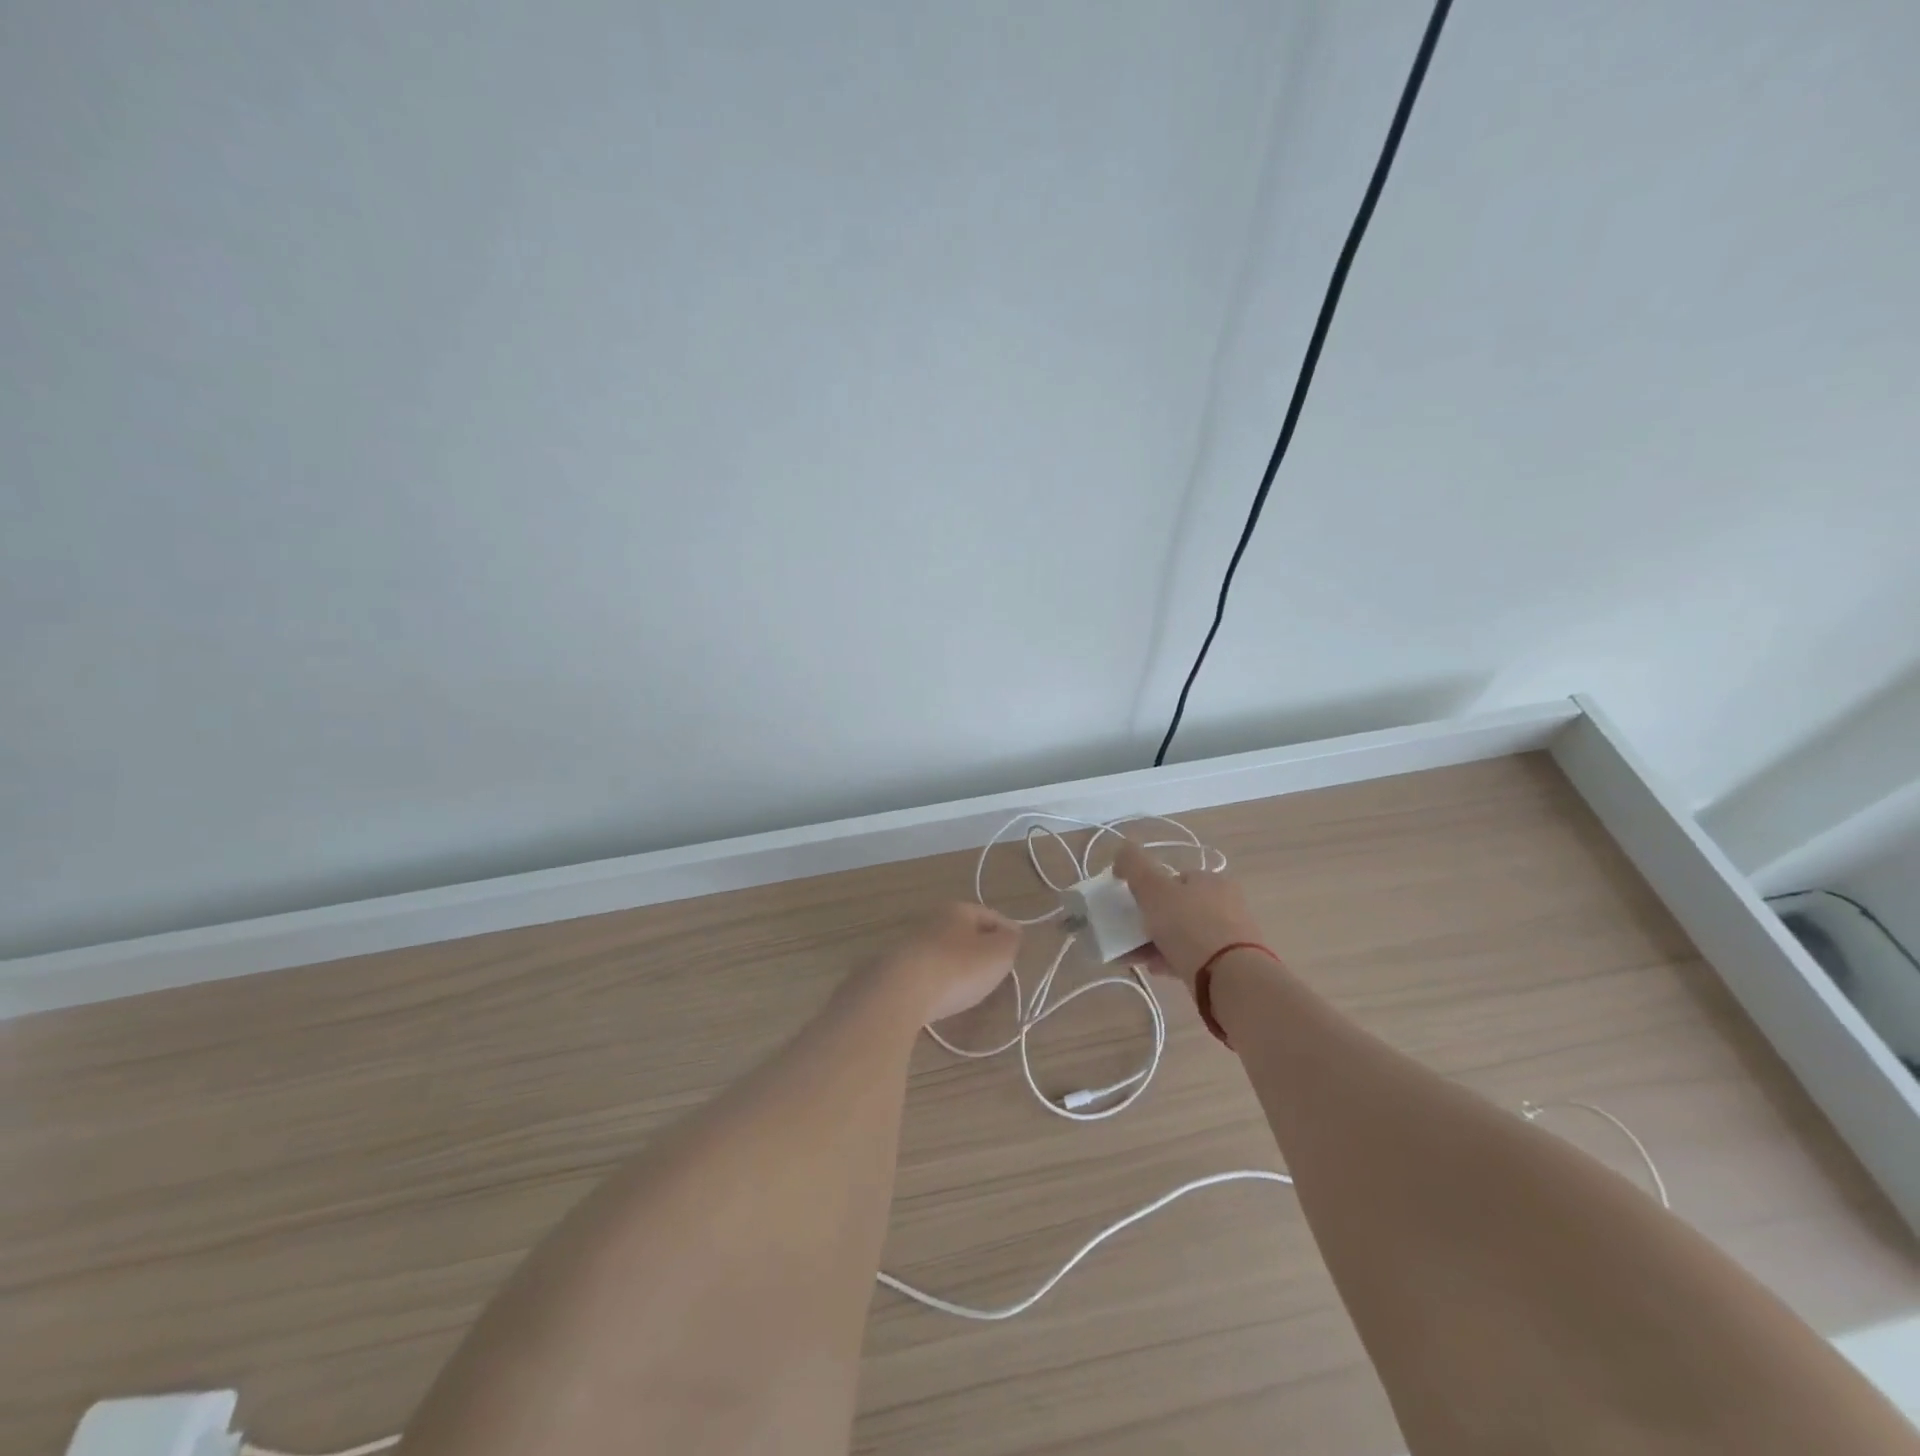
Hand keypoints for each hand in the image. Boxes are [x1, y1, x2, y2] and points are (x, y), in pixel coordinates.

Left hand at [881, 902, 1021, 1023]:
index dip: (1008, 932)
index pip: (992, 915)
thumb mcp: (998, 954)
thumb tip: (1013, 933)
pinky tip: (946, 995)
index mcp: (958, 909)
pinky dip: (941, 979)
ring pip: (947, 951)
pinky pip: (930, 970)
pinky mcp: (898, 967)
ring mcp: (913, 942)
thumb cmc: (958, 967)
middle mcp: (934, 919)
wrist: (900, 991)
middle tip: (998, 970)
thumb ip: (1011, 941)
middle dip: (984, 948)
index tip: (1018, 951)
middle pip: (967, 932)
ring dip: (961, 964)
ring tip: (973, 986)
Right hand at [1112, 843, 1268, 992]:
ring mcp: (1232, 936)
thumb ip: (1134, 866)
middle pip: (1179, 908)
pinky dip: (1173, 960)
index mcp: (1213, 880)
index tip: (1134, 906)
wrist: (1231, 979)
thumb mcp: (1154, 889)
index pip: (1176, 878)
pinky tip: (1156, 969)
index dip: (1150, 889)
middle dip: (1152, 921)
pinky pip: (1195, 958)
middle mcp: (1227, 904)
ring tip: (1136, 956)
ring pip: (1185, 935)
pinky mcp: (1232, 965)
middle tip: (1132, 933)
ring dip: (1159, 943)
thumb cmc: (1189, 926)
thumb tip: (1122, 850)